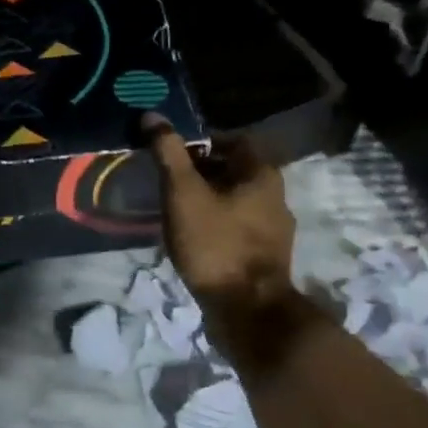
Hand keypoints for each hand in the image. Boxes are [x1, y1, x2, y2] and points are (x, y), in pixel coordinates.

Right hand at [142, 116, 315, 367]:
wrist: (246, 310)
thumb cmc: (215, 243)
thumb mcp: (183, 193)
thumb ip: (168, 153)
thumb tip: (152, 116)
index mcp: (262, 174)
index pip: (234, 139)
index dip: (201, 141)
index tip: (172, 154)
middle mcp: (276, 196)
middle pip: (235, 170)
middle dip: (201, 172)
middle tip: (168, 182)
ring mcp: (275, 229)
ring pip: (236, 201)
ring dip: (208, 200)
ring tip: (175, 211)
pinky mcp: (266, 256)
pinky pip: (238, 227)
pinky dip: (216, 225)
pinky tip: (193, 240)